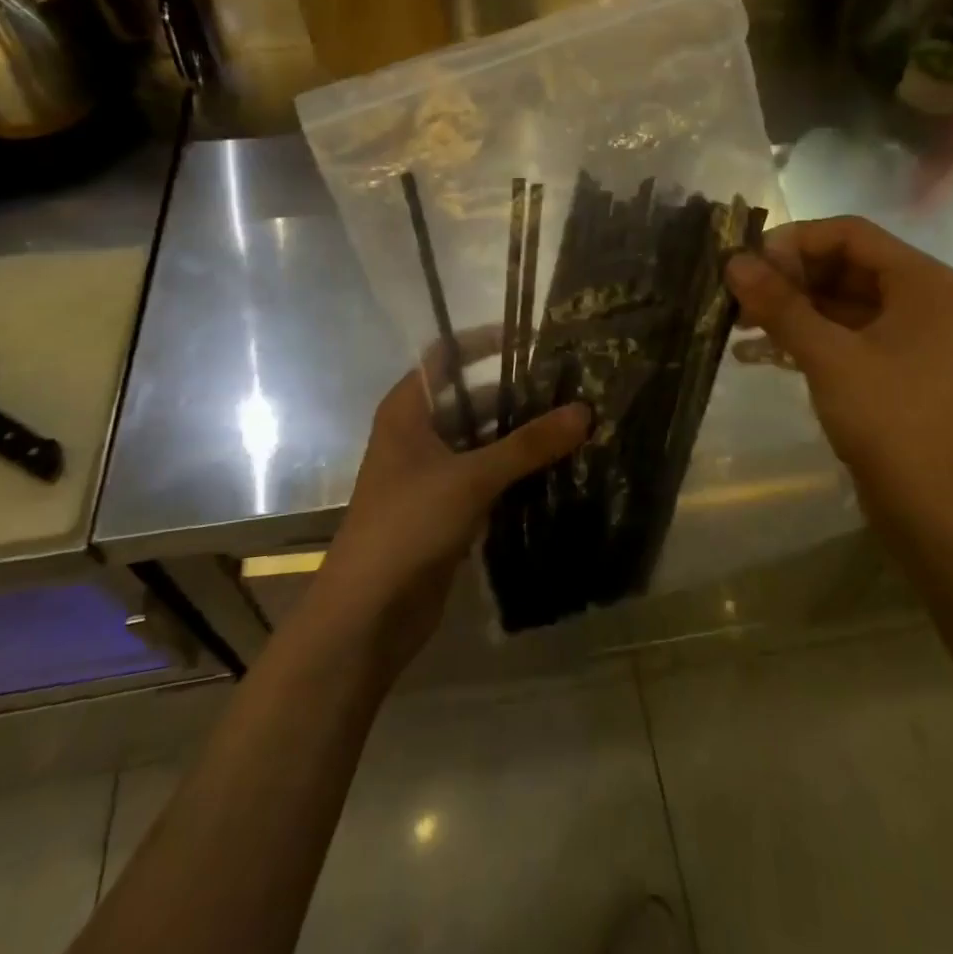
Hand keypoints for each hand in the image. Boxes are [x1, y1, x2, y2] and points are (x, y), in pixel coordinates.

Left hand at [306, 368, 588, 673]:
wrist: (368, 614)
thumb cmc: (408, 525)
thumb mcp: (471, 477)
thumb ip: (528, 445)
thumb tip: (585, 410)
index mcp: (408, 411)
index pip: (445, 356)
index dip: (483, 342)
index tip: (532, 338)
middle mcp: (417, 435)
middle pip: (469, 398)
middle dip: (514, 392)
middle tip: (569, 385)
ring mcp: (431, 474)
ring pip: (480, 441)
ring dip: (519, 435)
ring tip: (573, 422)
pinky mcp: (445, 510)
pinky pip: (485, 477)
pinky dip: (514, 471)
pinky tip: (556, 468)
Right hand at [723, 216, 952, 528]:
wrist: (935, 509)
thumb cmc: (889, 420)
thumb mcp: (828, 356)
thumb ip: (780, 304)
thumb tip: (733, 262)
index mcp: (918, 280)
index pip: (848, 233)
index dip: (794, 241)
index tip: (747, 264)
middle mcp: (916, 297)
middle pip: (840, 264)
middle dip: (786, 277)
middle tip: (737, 295)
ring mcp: (903, 334)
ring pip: (835, 301)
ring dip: (788, 308)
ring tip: (737, 323)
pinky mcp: (888, 367)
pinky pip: (838, 334)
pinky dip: (801, 337)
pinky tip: (756, 353)